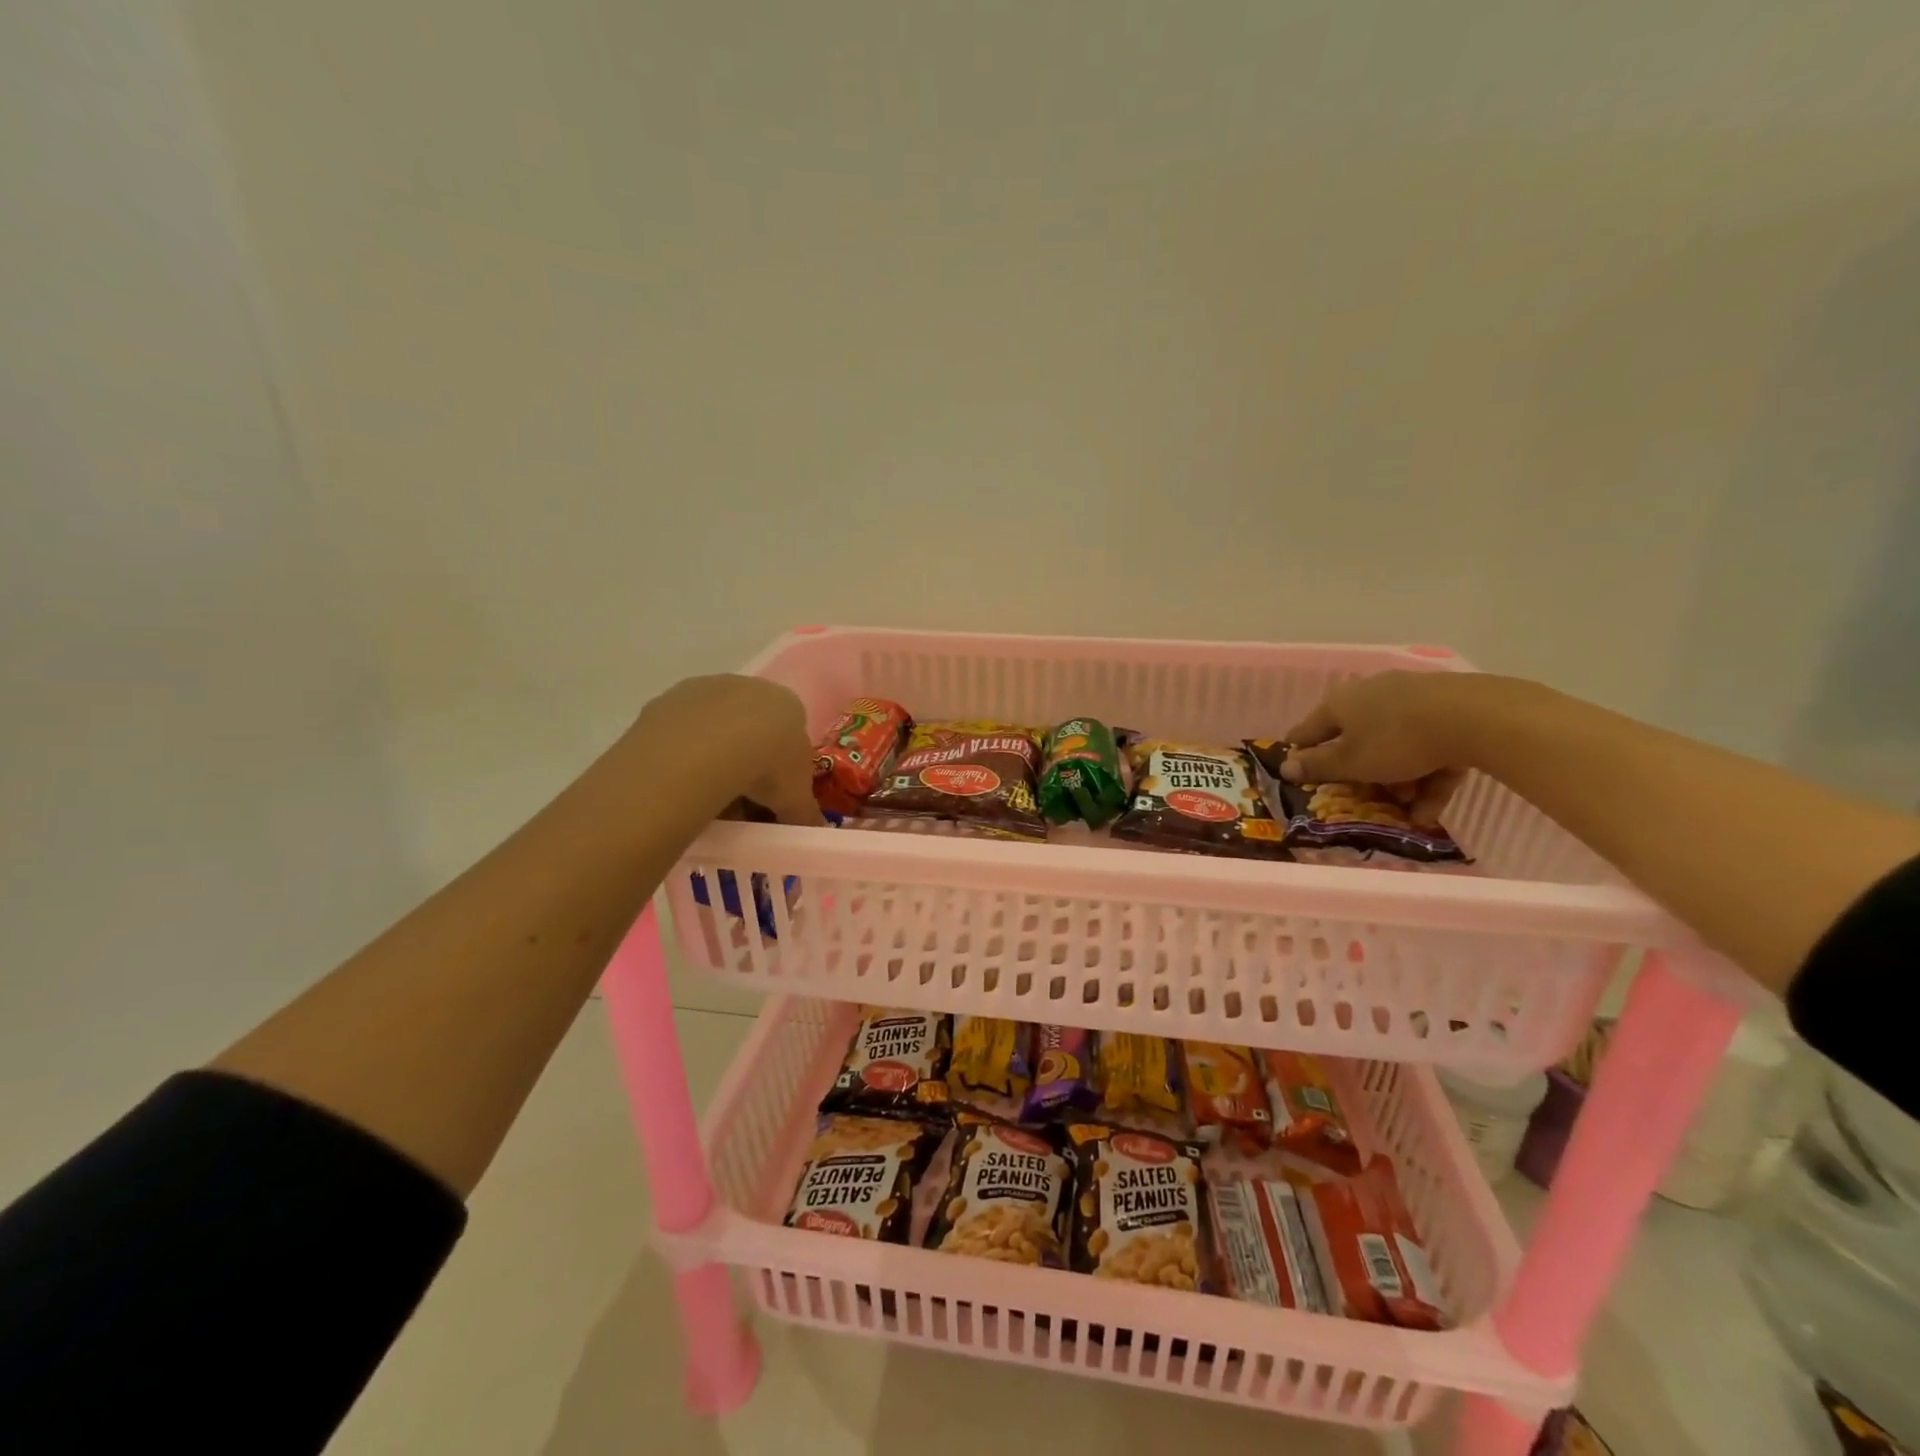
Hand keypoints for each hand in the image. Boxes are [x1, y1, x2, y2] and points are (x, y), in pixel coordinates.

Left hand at [632, 674, 822, 825]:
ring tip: (707, 799)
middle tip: (740, 802)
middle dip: (747, 764)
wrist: (708, 747)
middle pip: (750, 730)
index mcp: (787, 705)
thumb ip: (805, 814)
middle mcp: (748, 688)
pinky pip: (679, 735)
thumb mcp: (796, 799)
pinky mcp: (667, 701)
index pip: (790, 736)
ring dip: (712, 760)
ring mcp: (704, 690)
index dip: (782, 770)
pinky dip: (682, 758)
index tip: (773, 799)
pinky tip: (680, 785)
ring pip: (712, 730)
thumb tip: (812, 830)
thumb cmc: (768, 765)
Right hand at [1281, 670, 1490, 823]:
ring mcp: (1412, 699)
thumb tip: (1285, 767)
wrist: (1476, 718)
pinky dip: (1427, 775)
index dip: (1300, 752)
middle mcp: (1371, 694)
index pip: (1308, 729)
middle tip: (1362, 799)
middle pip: (1356, 738)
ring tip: (1406, 811)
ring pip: (1395, 745)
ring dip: (1397, 781)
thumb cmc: (1396, 740)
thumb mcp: (1351, 762)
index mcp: (1340, 703)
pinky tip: (1431, 809)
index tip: (1296, 771)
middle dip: (1359, 773)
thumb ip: (1318, 767)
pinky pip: (1428, 747)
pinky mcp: (1448, 709)